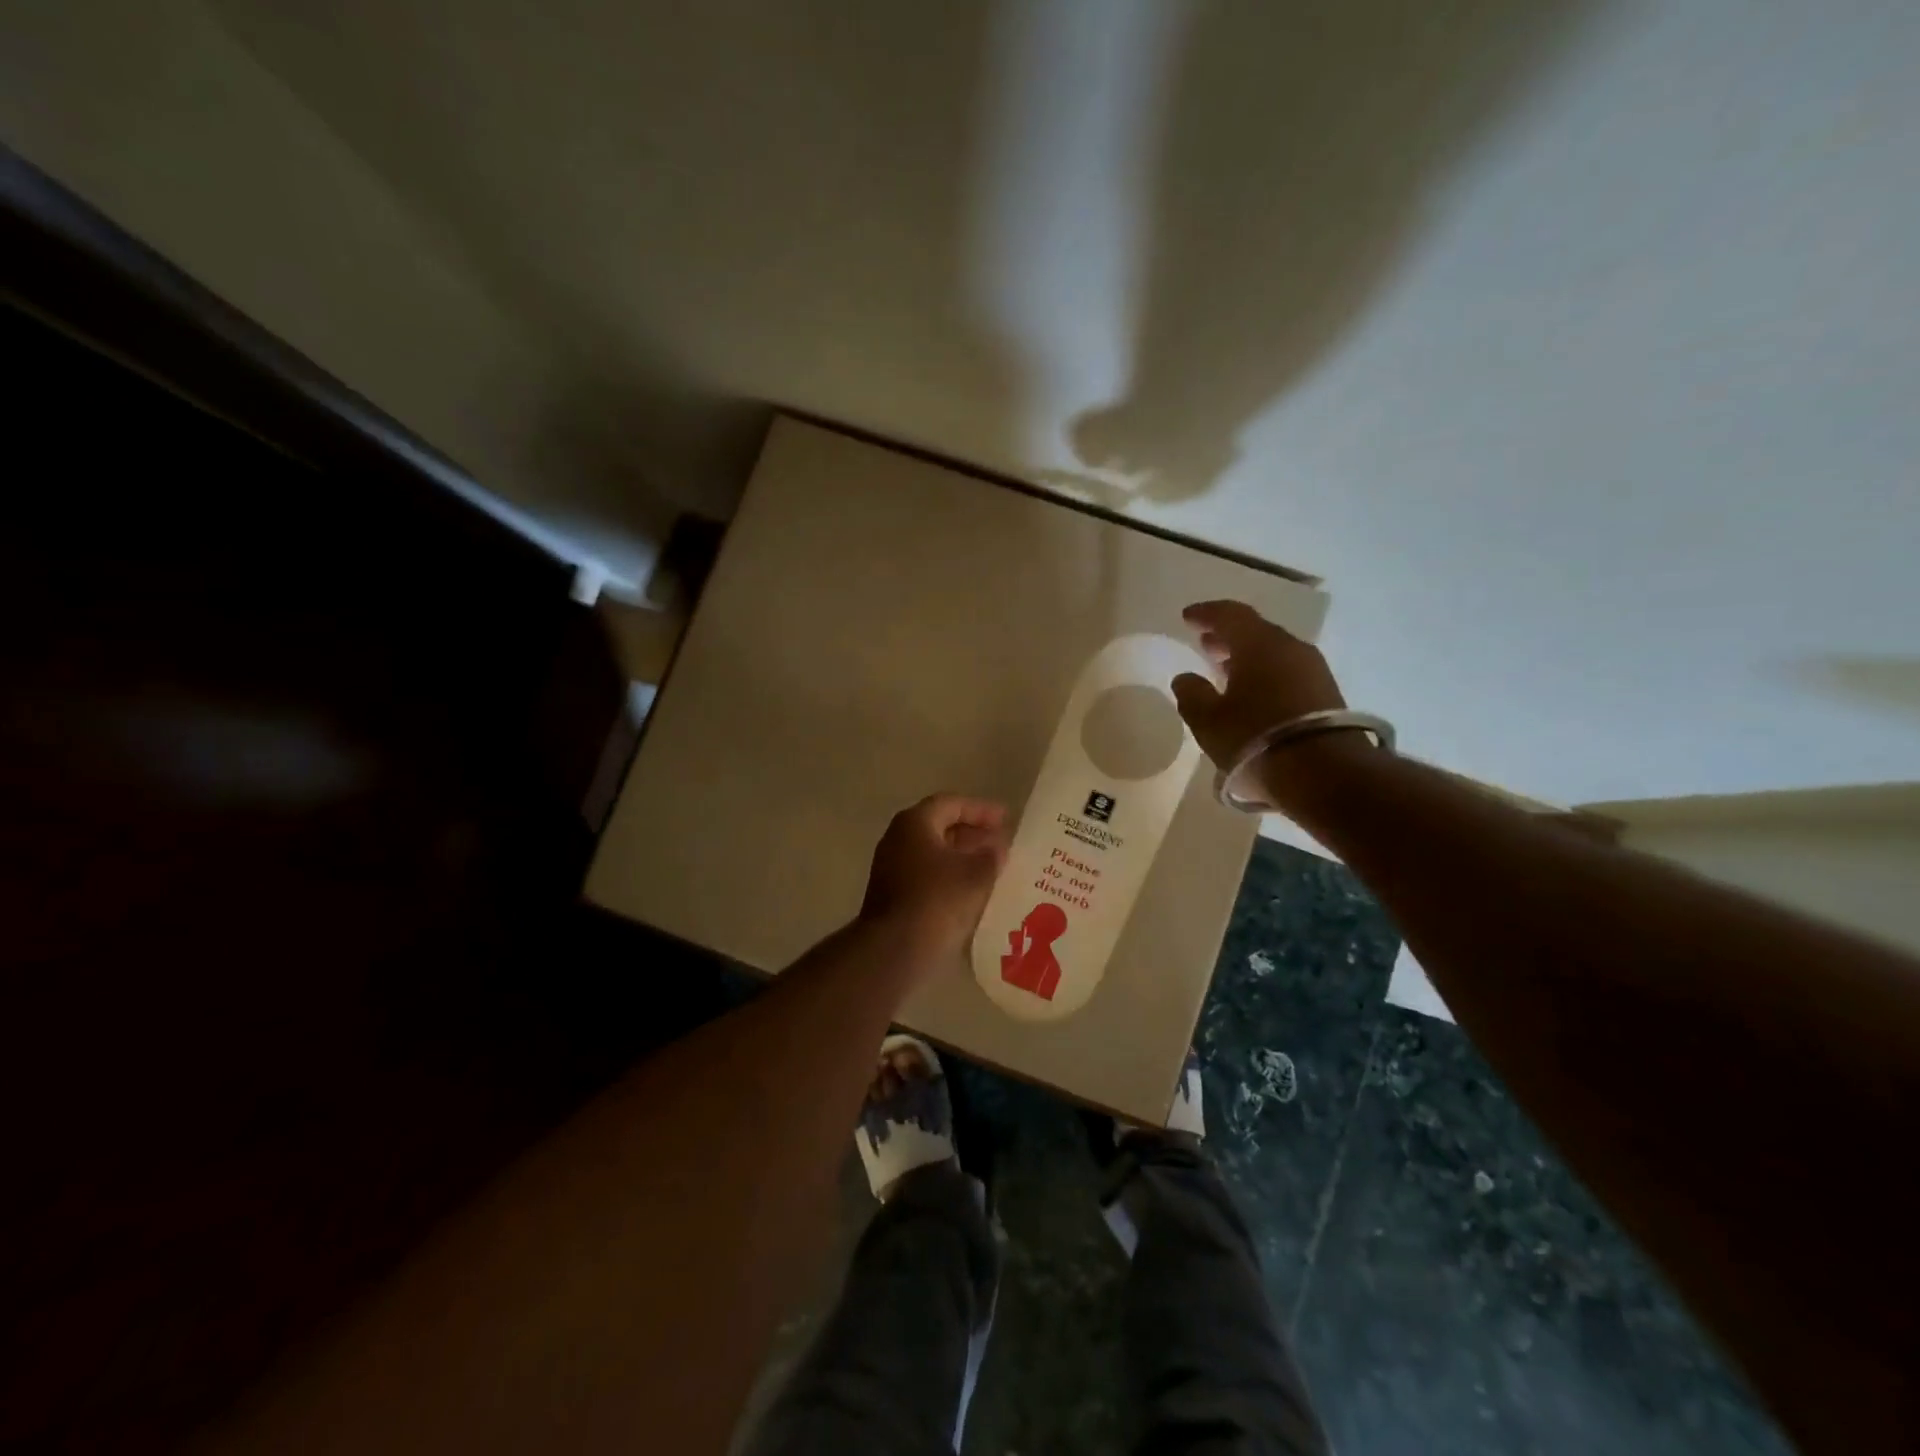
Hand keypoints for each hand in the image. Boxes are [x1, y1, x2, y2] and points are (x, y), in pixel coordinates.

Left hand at [860, 794, 1009, 969]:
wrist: (895, 949)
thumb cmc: (937, 900)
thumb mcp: (976, 874)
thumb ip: (991, 856)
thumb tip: (997, 848)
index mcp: (914, 823)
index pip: (950, 804)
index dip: (980, 809)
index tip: (1006, 819)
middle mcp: (898, 839)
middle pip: (939, 826)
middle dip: (972, 833)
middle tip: (1002, 842)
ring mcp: (892, 868)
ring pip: (934, 853)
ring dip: (963, 856)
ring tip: (993, 866)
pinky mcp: (893, 895)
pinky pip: (927, 875)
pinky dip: (951, 876)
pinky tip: (973, 890)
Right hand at [1170, 601, 1357, 800]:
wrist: (1324, 774)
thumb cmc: (1255, 739)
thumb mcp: (1209, 721)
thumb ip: (1192, 695)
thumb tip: (1185, 678)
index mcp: (1259, 644)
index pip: (1230, 615)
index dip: (1206, 613)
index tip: (1187, 617)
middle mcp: (1290, 648)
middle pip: (1255, 632)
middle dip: (1227, 636)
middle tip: (1204, 644)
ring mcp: (1313, 671)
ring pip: (1273, 653)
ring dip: (1247, 658)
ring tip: (1225, 671)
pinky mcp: (1326, 694)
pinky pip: (1287, 672)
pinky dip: (1265, 674)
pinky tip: (1252, 694)